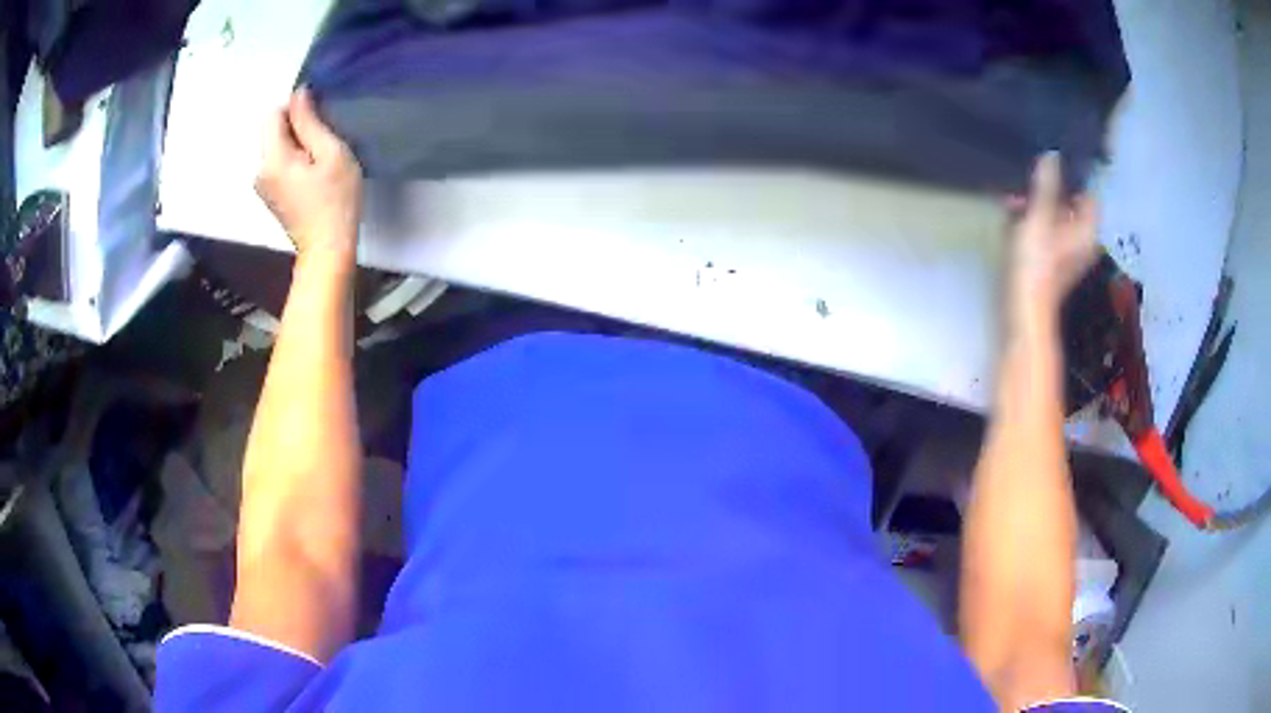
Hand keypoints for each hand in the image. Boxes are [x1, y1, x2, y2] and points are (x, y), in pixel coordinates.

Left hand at [256, 88, 362, 259]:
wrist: (328, 250)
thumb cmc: (335, 202)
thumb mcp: (330, 153)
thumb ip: (310, 121)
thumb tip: (298, 94)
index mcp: (272, 159)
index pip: (273, 114)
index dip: (296, 109)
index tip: (319, 122)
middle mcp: (260, 171)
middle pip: (274, 131)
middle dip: (297, 130)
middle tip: (324, 146)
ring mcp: (263, 186)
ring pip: (278, 147)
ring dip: (298, 146)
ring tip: (321, 163)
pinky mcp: (270, 196)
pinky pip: (279, 164)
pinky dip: (295, 162)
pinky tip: (313, 177)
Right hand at [1005, 152, 1097, 328]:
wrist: (1023, 308)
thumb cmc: (1036, 263)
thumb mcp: (1039, 217)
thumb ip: (1046, 185)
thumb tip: (1052, 155)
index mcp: (1087, 230)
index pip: (1088, 194)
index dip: (1072, 178)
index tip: (1051, 166)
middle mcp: (1082, 240)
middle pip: (1070, 204)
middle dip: (1049, 191)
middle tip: (1026, 185)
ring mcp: (1067, 252)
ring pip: (1056, 217)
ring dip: (1037, 205)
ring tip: (1014, 201)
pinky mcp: (1051, 261)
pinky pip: (1046, 230)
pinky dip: (1033, 221)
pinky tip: (1014, 219)